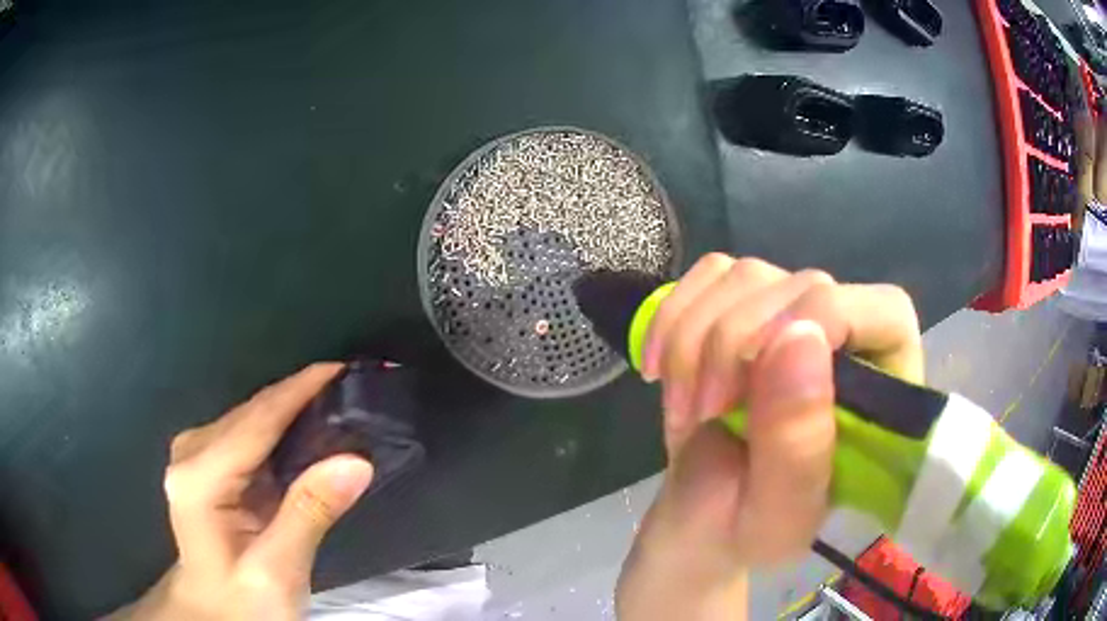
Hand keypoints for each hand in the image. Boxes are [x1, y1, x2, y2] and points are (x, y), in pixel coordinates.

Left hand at [108, 364, 373, 620]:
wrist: (216, 611)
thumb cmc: (243, 601)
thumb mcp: (279, 570)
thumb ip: (310, 513)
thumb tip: (354, 461)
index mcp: (199, 479)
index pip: (256, 420)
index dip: (299, 390)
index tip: (342, 370)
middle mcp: (191, 453)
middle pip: (252, 413)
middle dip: (300, 396)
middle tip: (351, 391)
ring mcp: (195, 454)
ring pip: (252, 417)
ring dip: (294, 410)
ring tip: (338, 405)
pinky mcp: (207, 462)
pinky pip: (250, 433)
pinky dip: (282, 428)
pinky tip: (308, 431)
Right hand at [616, 255, 921, 619]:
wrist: (701, 518)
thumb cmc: (748, 528)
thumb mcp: (777, 514)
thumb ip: (798, 443)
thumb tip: (799, 336)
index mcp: (885, 391)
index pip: (884, 312)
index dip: (827, 322)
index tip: (754, 376)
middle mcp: (847, 338)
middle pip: (803, 286)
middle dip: (734, 345)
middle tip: (704, 410)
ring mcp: (792, 315)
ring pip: (746, 276)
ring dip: (694, 339)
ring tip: (685, 405)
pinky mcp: (743, 307)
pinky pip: (707, 276)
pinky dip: (672, 316)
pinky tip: (660, 366)